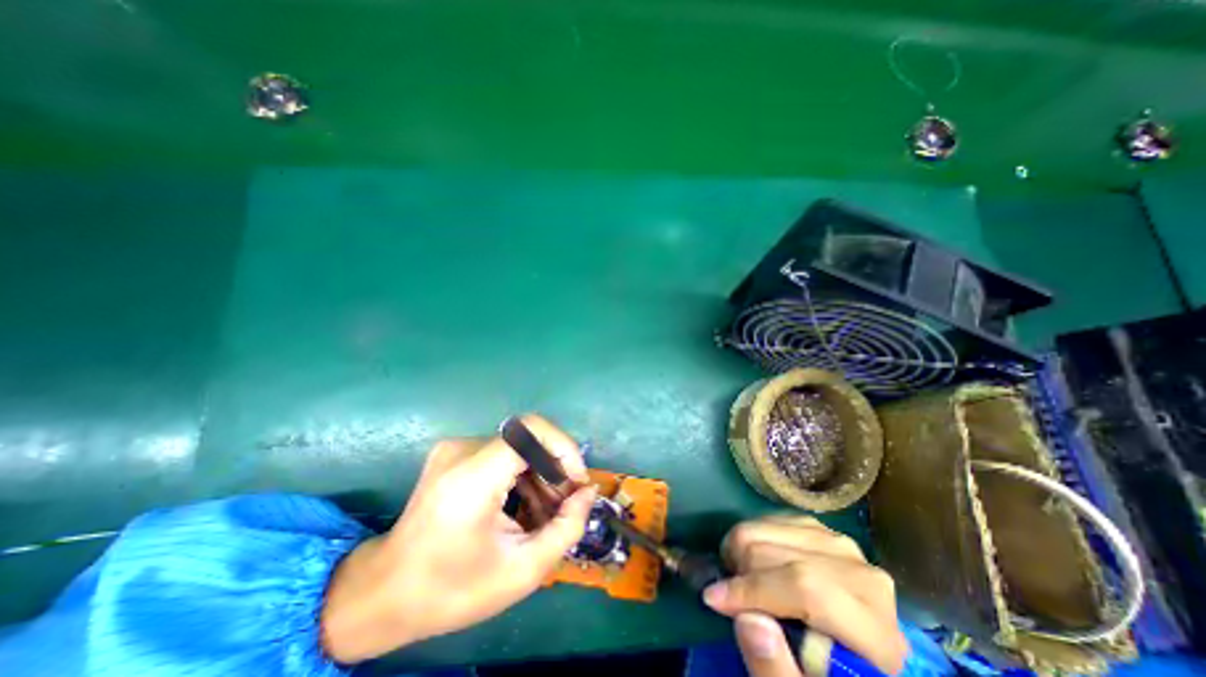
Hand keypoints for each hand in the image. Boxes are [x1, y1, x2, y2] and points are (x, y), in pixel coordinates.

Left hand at [315, 416, 589, 662]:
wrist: (383, 593)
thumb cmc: (451, 590)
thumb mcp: (521, 571)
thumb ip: (565, 528)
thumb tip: (588, 492)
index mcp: (472, 477)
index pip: (531, 430)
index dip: (564, 448)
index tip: (577, 482)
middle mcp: (462, 450)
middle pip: (528, 439)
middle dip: (556, 468)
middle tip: (566, 505)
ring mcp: (455, 448)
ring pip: (518, 446)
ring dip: (540, 474)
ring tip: (547, 512)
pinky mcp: (454, 453)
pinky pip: (503, 453)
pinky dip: (522, 475)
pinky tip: (524, 506)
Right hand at [708, 515, 903, 674]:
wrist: (853, 658)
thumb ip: (776, 670)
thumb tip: (746, 618)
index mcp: (876, 630)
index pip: (806, 589)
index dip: (754, 590)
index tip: (713, 599)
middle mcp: (862, 574)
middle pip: (781, 552)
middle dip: (741, 571)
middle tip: (727, 595)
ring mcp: (841, 544)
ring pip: (770, 527)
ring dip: (742, 550)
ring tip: (739, 580)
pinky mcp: (822, 529)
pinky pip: (772, 519)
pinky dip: (752, 537)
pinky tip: (753, 562)